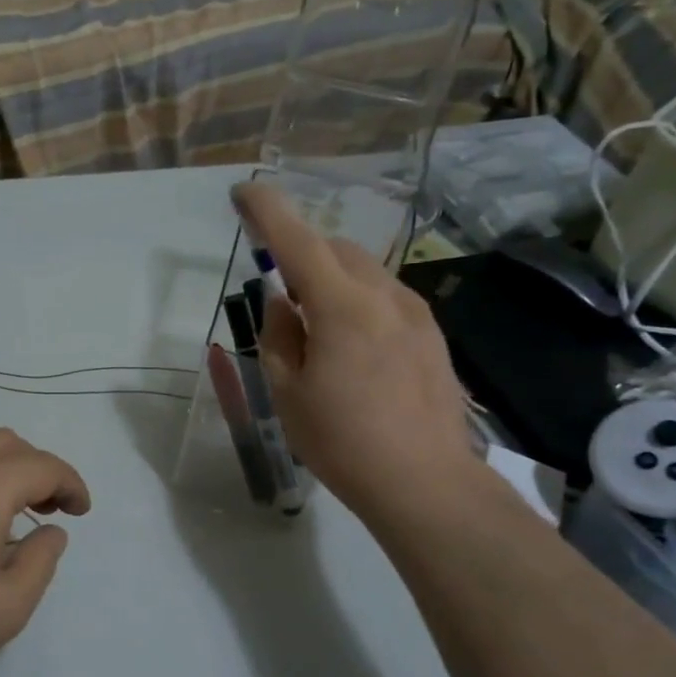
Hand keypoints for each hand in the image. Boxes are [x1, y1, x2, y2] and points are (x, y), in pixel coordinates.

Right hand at [232, 183, 481, 528]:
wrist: (425, 483)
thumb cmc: (343, 442)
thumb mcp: (288, 393)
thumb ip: (279, 336)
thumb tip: (283, 303)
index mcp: (342, 307)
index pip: (296, 241)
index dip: (266, 211)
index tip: (242, 193)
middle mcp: (384, 296)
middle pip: (335, 249)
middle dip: (301, 253)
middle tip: (280, 292)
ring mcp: (416, 313)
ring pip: (364, 271)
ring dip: (332, 278)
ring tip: (315, 326)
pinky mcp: (432, 335)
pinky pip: (386, 296)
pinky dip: (358, 299)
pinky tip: (352, 344)